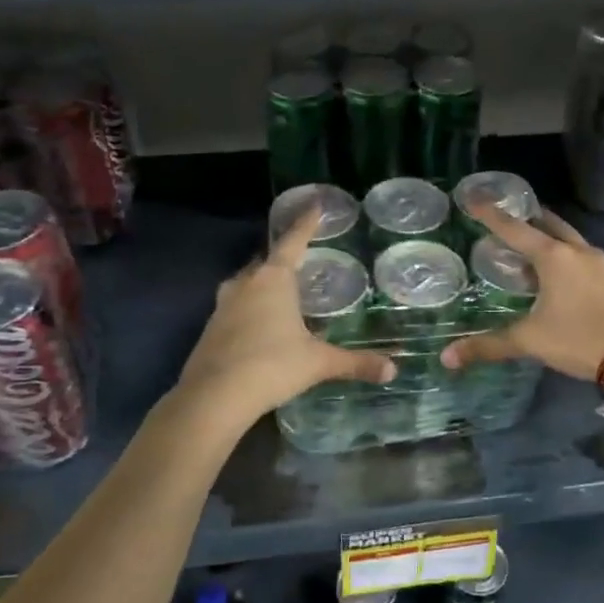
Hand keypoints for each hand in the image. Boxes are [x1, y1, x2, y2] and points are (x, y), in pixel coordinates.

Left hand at [177, 206, 396, 421]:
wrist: (213, 397)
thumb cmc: (271, 366)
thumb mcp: (318, 362)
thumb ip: (355, 363)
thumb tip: (392, 371)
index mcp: (273, 280)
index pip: (293, 241)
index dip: (306, 223)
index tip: (315, 205)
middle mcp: (245, 284)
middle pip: (266, 261)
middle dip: (283, 257)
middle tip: (302, 258)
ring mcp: (222, 305)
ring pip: (246, 283)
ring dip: (263, 283)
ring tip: (282, 291)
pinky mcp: (210, 329)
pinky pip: (235, 306)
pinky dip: (250, 307)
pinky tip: (261, 325)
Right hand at [440, 203, 603, 383]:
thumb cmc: (579, 339)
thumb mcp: (530, 341)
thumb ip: (489, 345)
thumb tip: (448, 357)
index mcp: (554, 257)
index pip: (514, 229)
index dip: (490, 214)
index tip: (472, 196)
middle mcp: (577, 252)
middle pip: (548, 223)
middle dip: (526, 217)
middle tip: (505, 216)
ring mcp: (599, 264)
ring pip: (567, 238)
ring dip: (547, 235)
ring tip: (527, 242)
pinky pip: (580, 255)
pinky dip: (562, 254)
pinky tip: (554, 271)